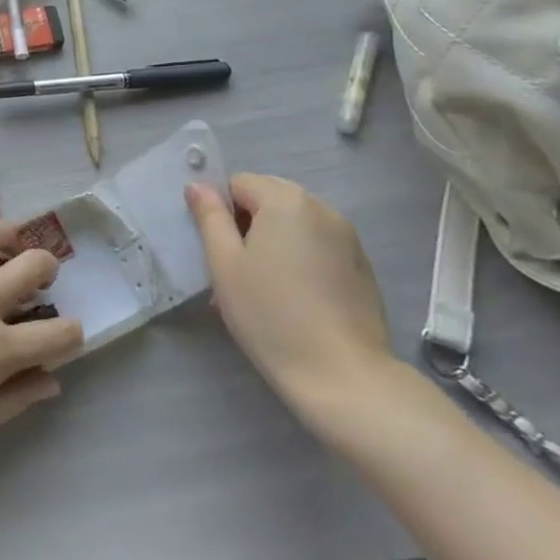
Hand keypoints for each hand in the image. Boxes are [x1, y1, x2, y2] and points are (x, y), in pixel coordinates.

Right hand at [186, 174, 396, 422]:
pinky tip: (293, 299)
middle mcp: (321, 208)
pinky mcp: (361, 266)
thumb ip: (209, 217)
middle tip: (234, 268)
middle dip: (246, 223)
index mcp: (285, 201)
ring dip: (272, 242)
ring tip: (261, 288)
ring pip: (293, 224)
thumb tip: (198, 186)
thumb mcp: (225, 264)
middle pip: (269, 198)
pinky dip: (298, 259)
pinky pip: (317, 246)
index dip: (220, 210)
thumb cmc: (270, 314)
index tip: (216, 249)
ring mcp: (347, 237)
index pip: (238, 183)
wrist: (342, 376)